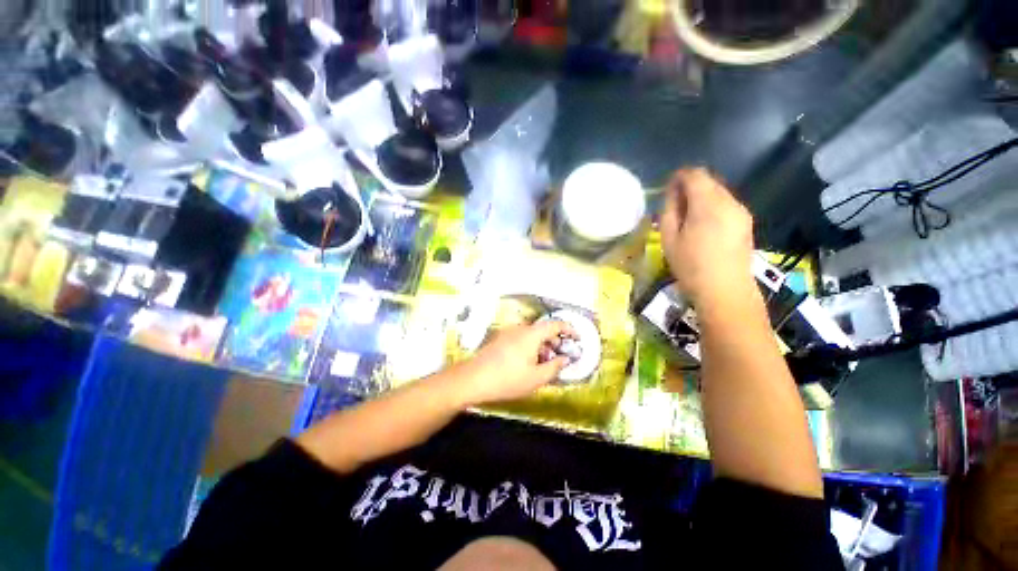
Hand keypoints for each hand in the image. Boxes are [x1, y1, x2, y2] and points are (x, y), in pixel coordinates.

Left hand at [455, 321, 576, 405]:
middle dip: (555, 341)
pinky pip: (521, 338)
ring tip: (545, 363)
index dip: (569, 329)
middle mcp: (520, 328)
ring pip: (532, 335)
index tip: (577, 339)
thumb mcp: (536, 378)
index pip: (555, 324)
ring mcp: (508, 332)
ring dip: (542, 345)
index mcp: (532, 334)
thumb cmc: (507, 379)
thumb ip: (554, 367)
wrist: (473, 379)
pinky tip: (528, 363)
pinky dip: (530, 346)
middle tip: (561, 357)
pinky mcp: (500, 339)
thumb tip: (565, 359)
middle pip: (543, 329)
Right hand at [659, 168, 755, 306]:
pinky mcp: (746, 222)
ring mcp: (741, 212)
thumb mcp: (669, 239)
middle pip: (709, 181)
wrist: (725, 291)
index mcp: (708, 204)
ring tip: (686, 217)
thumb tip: (672, 193)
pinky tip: (702, 225)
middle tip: (674, 205)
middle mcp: (729, 202)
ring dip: (701, 196)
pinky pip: (726, 204)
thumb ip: (669, 211)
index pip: (695, 175)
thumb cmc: (690, 266)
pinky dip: (712, 206)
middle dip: (690, 186)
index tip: (667, 188)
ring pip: (718, 192)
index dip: (679, 176)